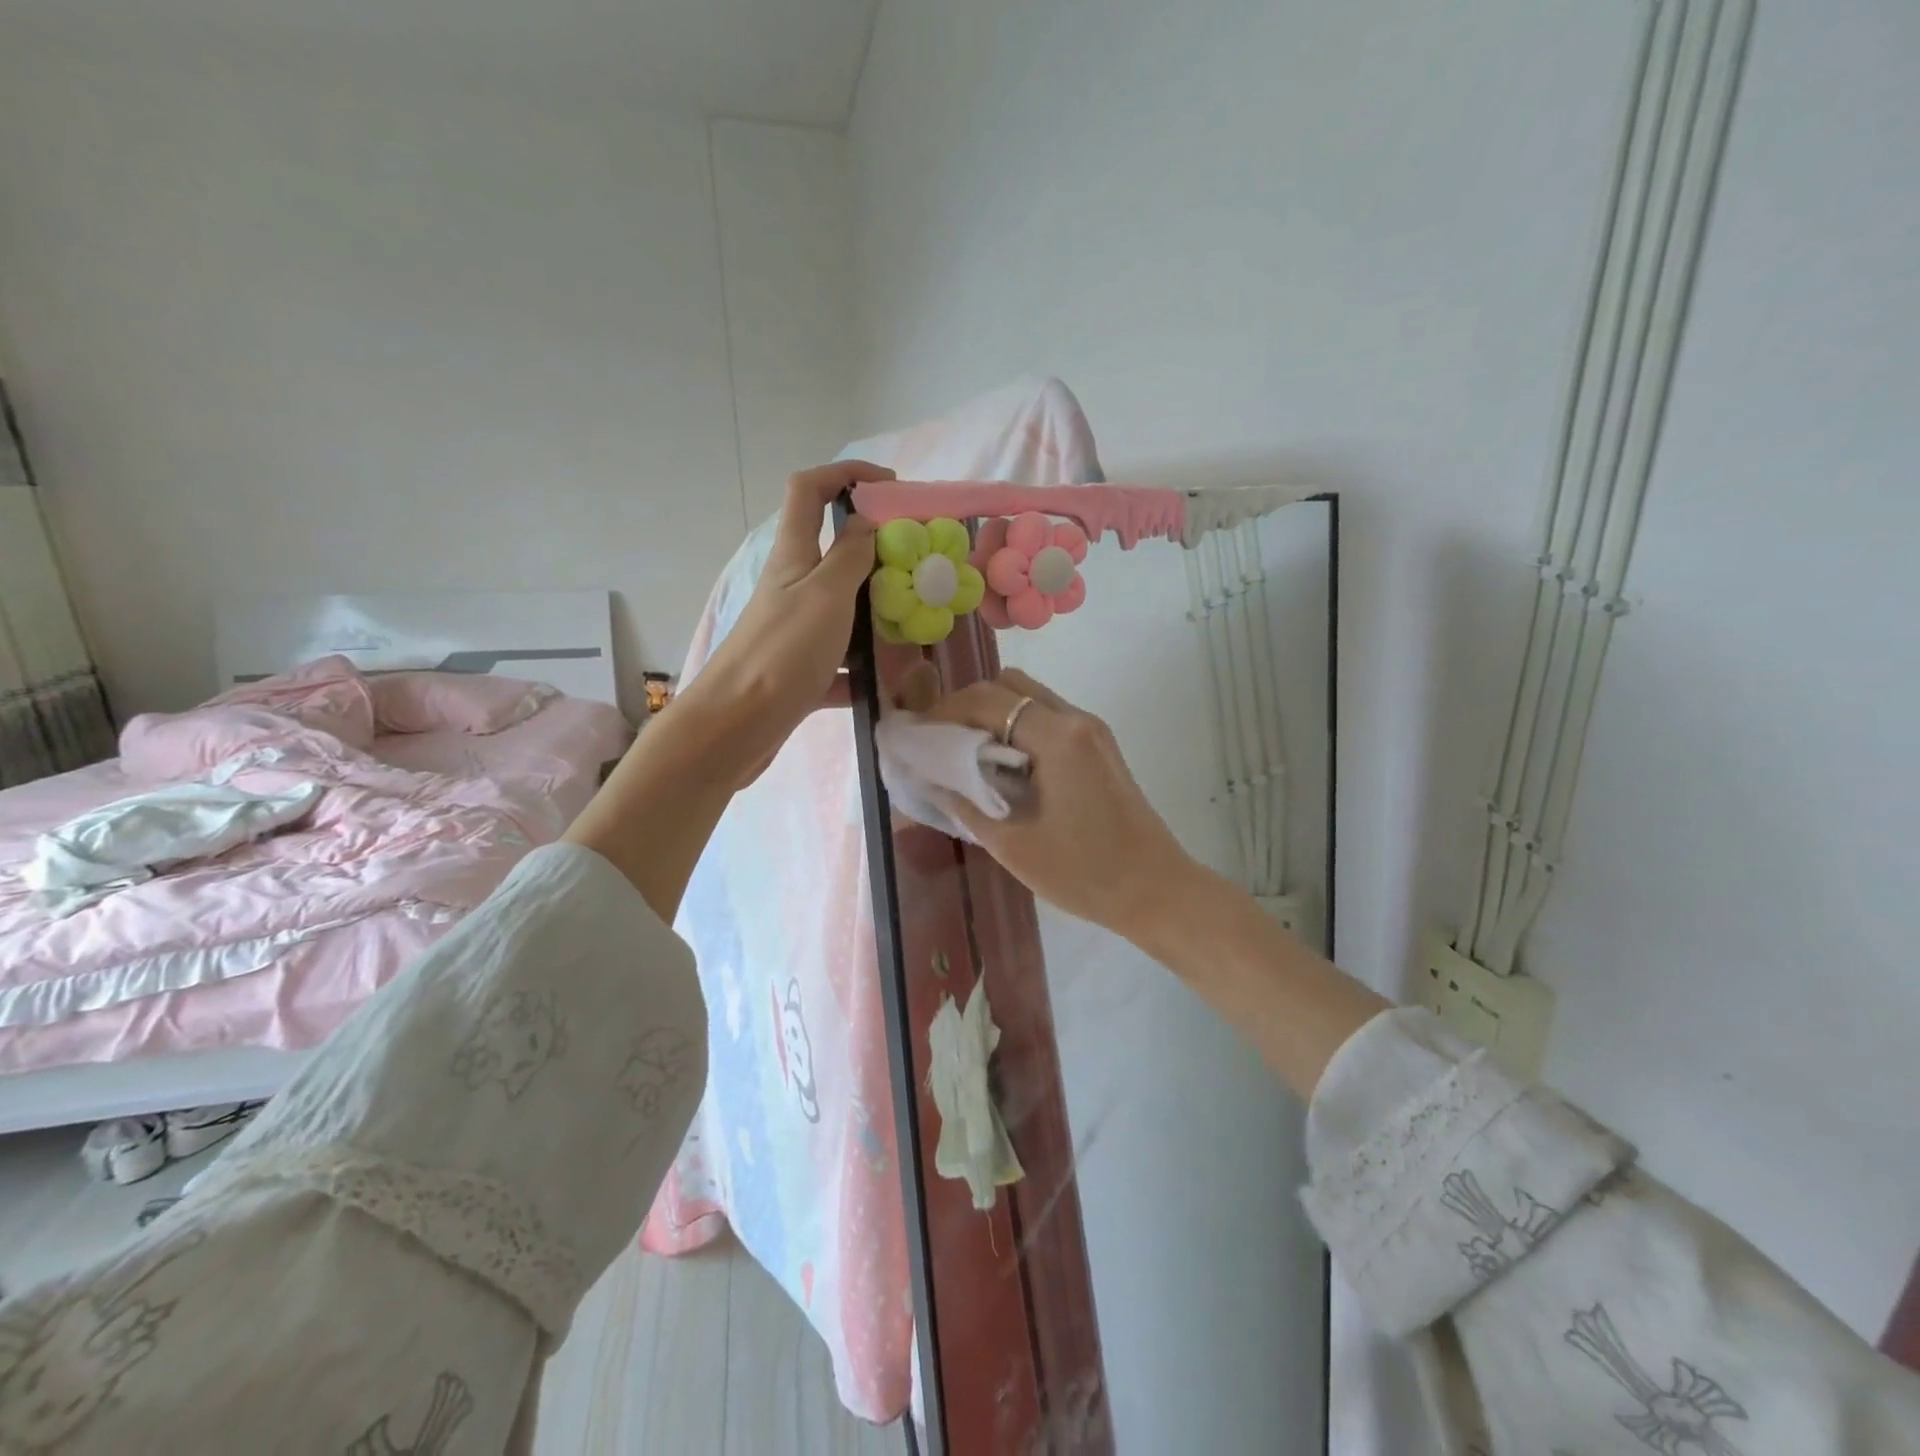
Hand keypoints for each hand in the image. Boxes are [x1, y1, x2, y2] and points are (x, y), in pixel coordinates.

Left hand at [675, 460, 888, 786]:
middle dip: (878, 552)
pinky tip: (894, 683)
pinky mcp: (801, 671)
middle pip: (835, 552)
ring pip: (844, 608)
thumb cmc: (783, 652)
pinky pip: (842, 662)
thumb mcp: (827, 594)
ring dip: (878, 611)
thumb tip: (868, 523)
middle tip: (921, 567)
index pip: (809, 489)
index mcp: (794, 555)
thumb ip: (852, 556)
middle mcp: (793, 587)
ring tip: (918, 623)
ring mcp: (796, 630)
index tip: (892, 487)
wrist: (736, 726)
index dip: (847, 474)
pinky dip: (865, 669)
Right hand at [925, 669, 1199, 940]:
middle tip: (942, 741)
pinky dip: (1019, 727)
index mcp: (1057, 737)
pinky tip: (1004, 765)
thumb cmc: (1084, 873)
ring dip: (995, 714)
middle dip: (968, 705)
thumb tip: (929, 779)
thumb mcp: (1012, 845)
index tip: (918, 736)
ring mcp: (1092, 730)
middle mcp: (1076, 719)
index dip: (944, 712)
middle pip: (1010, 685)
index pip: (987, 700)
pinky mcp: (1100, 746)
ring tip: (967, 753)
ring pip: (1031, 697)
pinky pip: (1049, 717)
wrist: (1156, 891)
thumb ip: (965, 804)